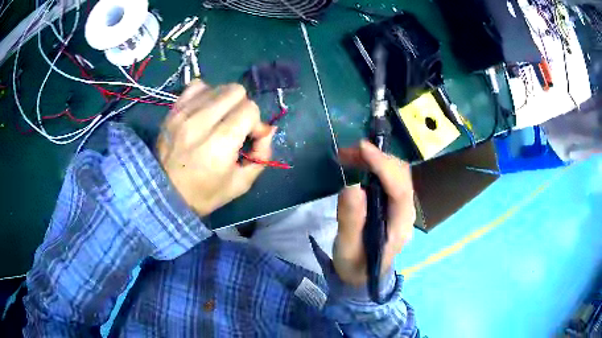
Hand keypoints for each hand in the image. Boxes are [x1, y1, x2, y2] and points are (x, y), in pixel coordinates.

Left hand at [156, 80, 275, 215]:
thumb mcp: (241, 184)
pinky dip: (206, 95)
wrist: (164, 194)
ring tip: (218, 119)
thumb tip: (268, 129)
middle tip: (235, 126)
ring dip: (225, 101)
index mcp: (220, 143)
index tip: (250, 137)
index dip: (256, 121)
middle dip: (242, 107)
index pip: (249, 109)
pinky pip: (197, 86)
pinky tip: (204, 111)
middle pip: (235, 91)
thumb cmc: (204, 194)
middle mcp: (201, 121)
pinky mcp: (173, 110)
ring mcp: (184, 113)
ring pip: (218, 87)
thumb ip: (262, 155)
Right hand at [335, 140, 415, 285]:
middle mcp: (405, 212)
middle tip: (346, 152)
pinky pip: (387, 177)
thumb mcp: (348, 248)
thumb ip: (351, 221)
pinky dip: (372, 165)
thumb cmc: (355, 265)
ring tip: (347, 155)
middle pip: (400, 176)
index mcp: (400, 225)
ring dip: (373, 159)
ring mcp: (400, 206)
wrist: (361, 276)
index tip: (362, 149)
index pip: (400, 189)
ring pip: (395, 173)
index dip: (384, 166)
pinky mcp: (391, 204)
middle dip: (377, 158)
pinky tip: (356, 163)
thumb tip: (352, 187)